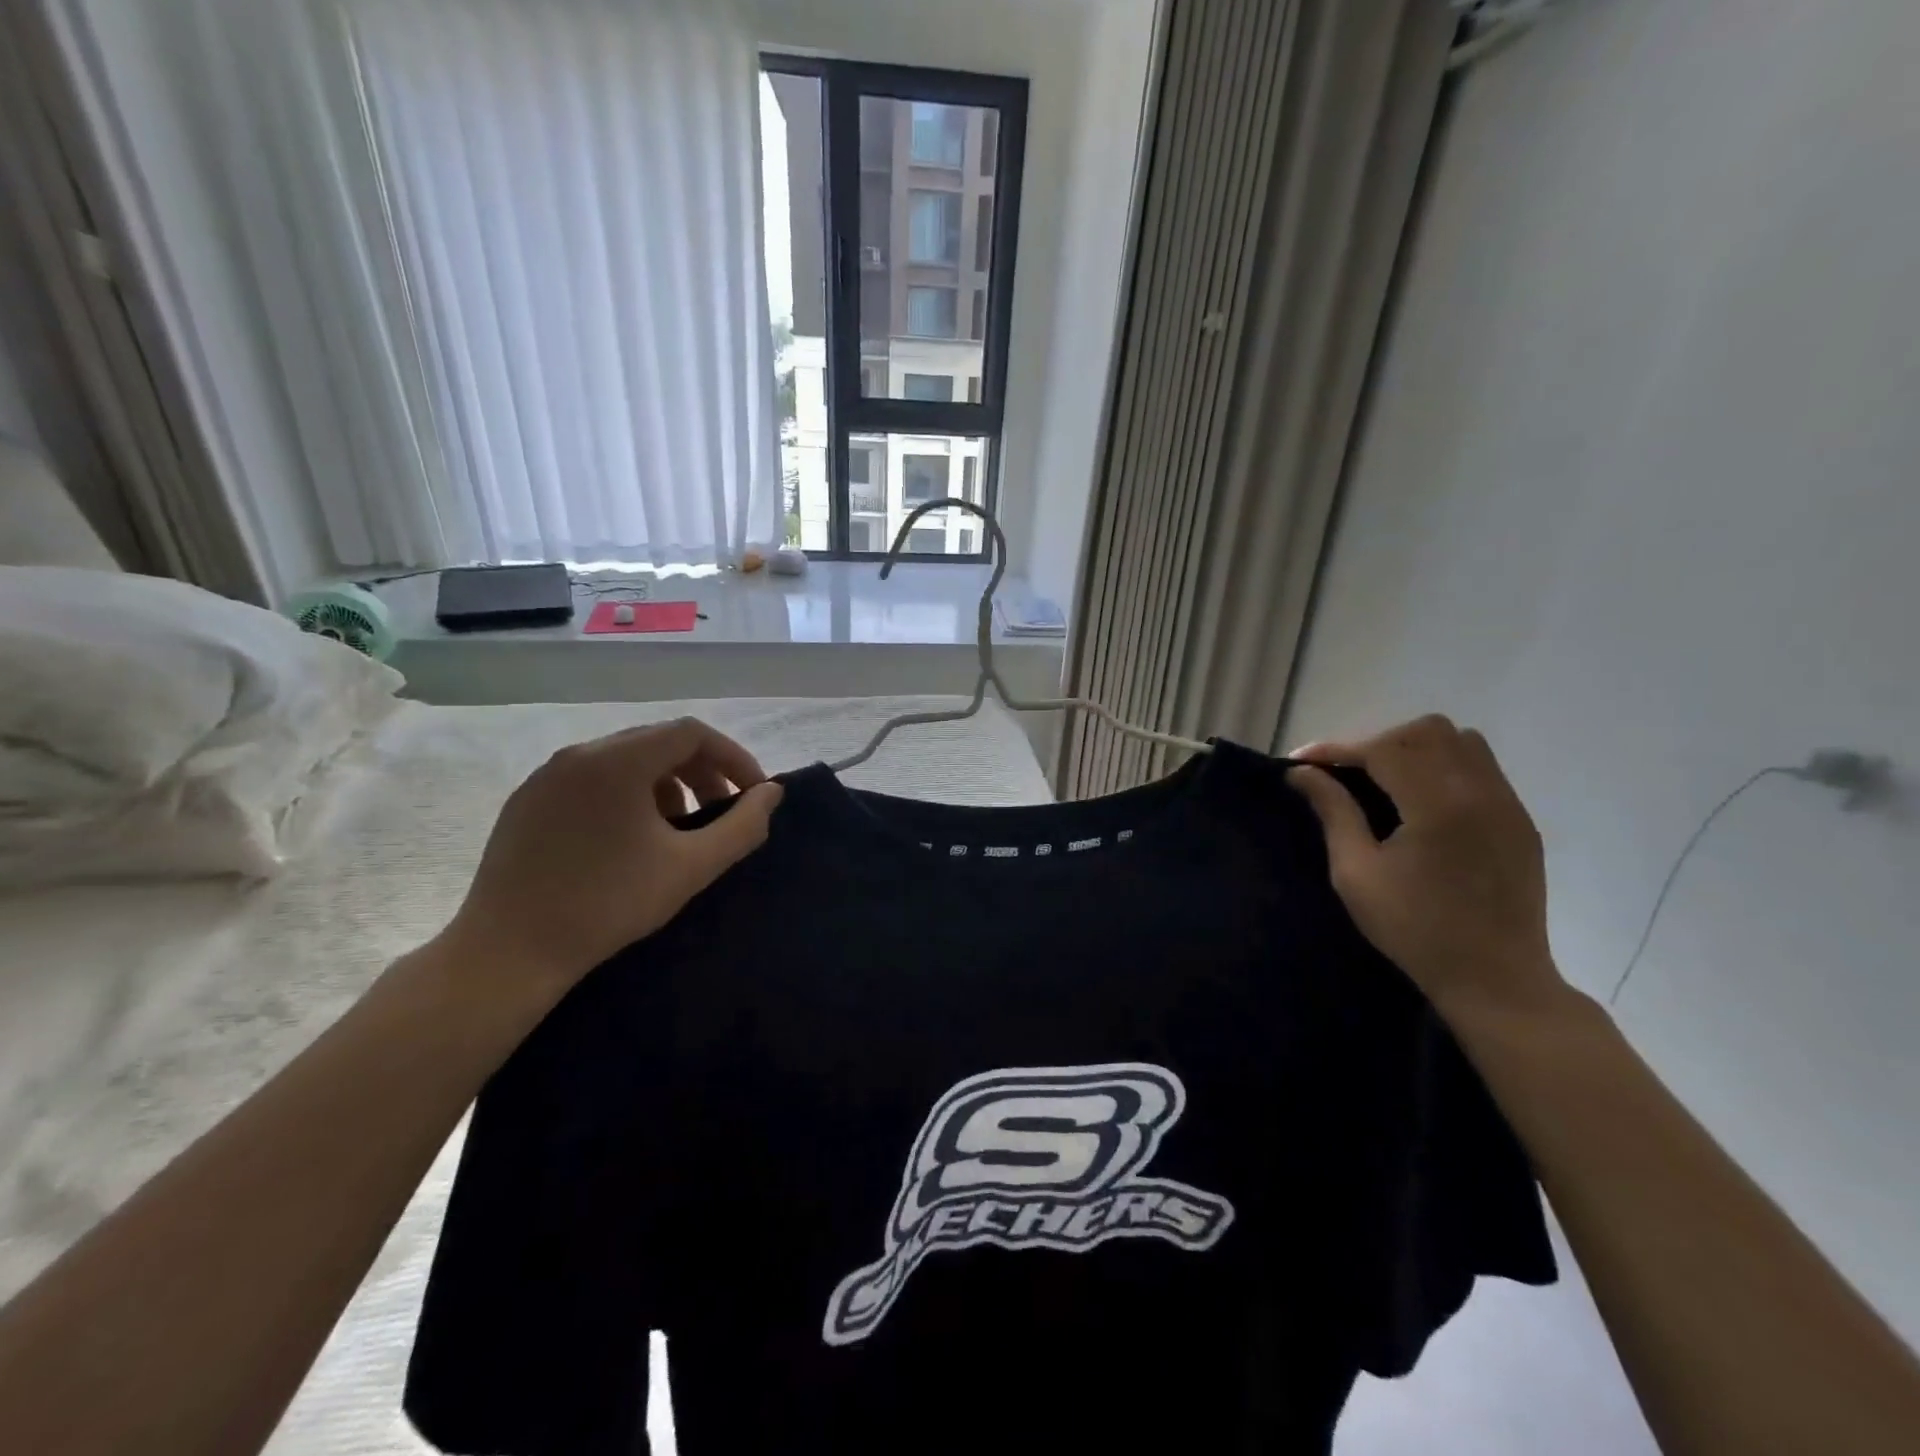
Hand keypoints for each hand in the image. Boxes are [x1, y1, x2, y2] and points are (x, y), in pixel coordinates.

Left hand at [443, 718, 782, 993]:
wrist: (508, 953)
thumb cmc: (608, 904)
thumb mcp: (691, 867)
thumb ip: (742, 825)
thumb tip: (772, 793)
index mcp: (618, 760)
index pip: (692, 733)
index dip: (732, 757)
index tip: (752, 795)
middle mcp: (580, 753)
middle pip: (659, 741)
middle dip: (702, 771)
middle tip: (721, 812)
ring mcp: (547, 775)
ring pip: (625, 759)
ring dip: (666, 783)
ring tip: (679, 828)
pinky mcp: (527, 801)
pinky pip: (592, 779)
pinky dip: (628, 794)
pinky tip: (631, 839)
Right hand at [1286, 715, 1566, 1021]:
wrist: (1495, 978)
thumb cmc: (1414, 929)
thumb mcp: (1356, 873)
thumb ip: (1333, 812)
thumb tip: (1301, 773)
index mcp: (1437, 806)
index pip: (1382, 750)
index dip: (1336, 749)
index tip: (1300, 761)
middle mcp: (1480, 792)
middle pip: (1426, 732)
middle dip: (1378, 743)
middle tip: (1347, 774)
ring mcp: (1508, 804)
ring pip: (1461, 741)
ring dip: (1416, 749)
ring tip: (1386, 781)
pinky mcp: (1520, 820)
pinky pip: (1482, 768)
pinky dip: (1445, 767)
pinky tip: (1422, 801)